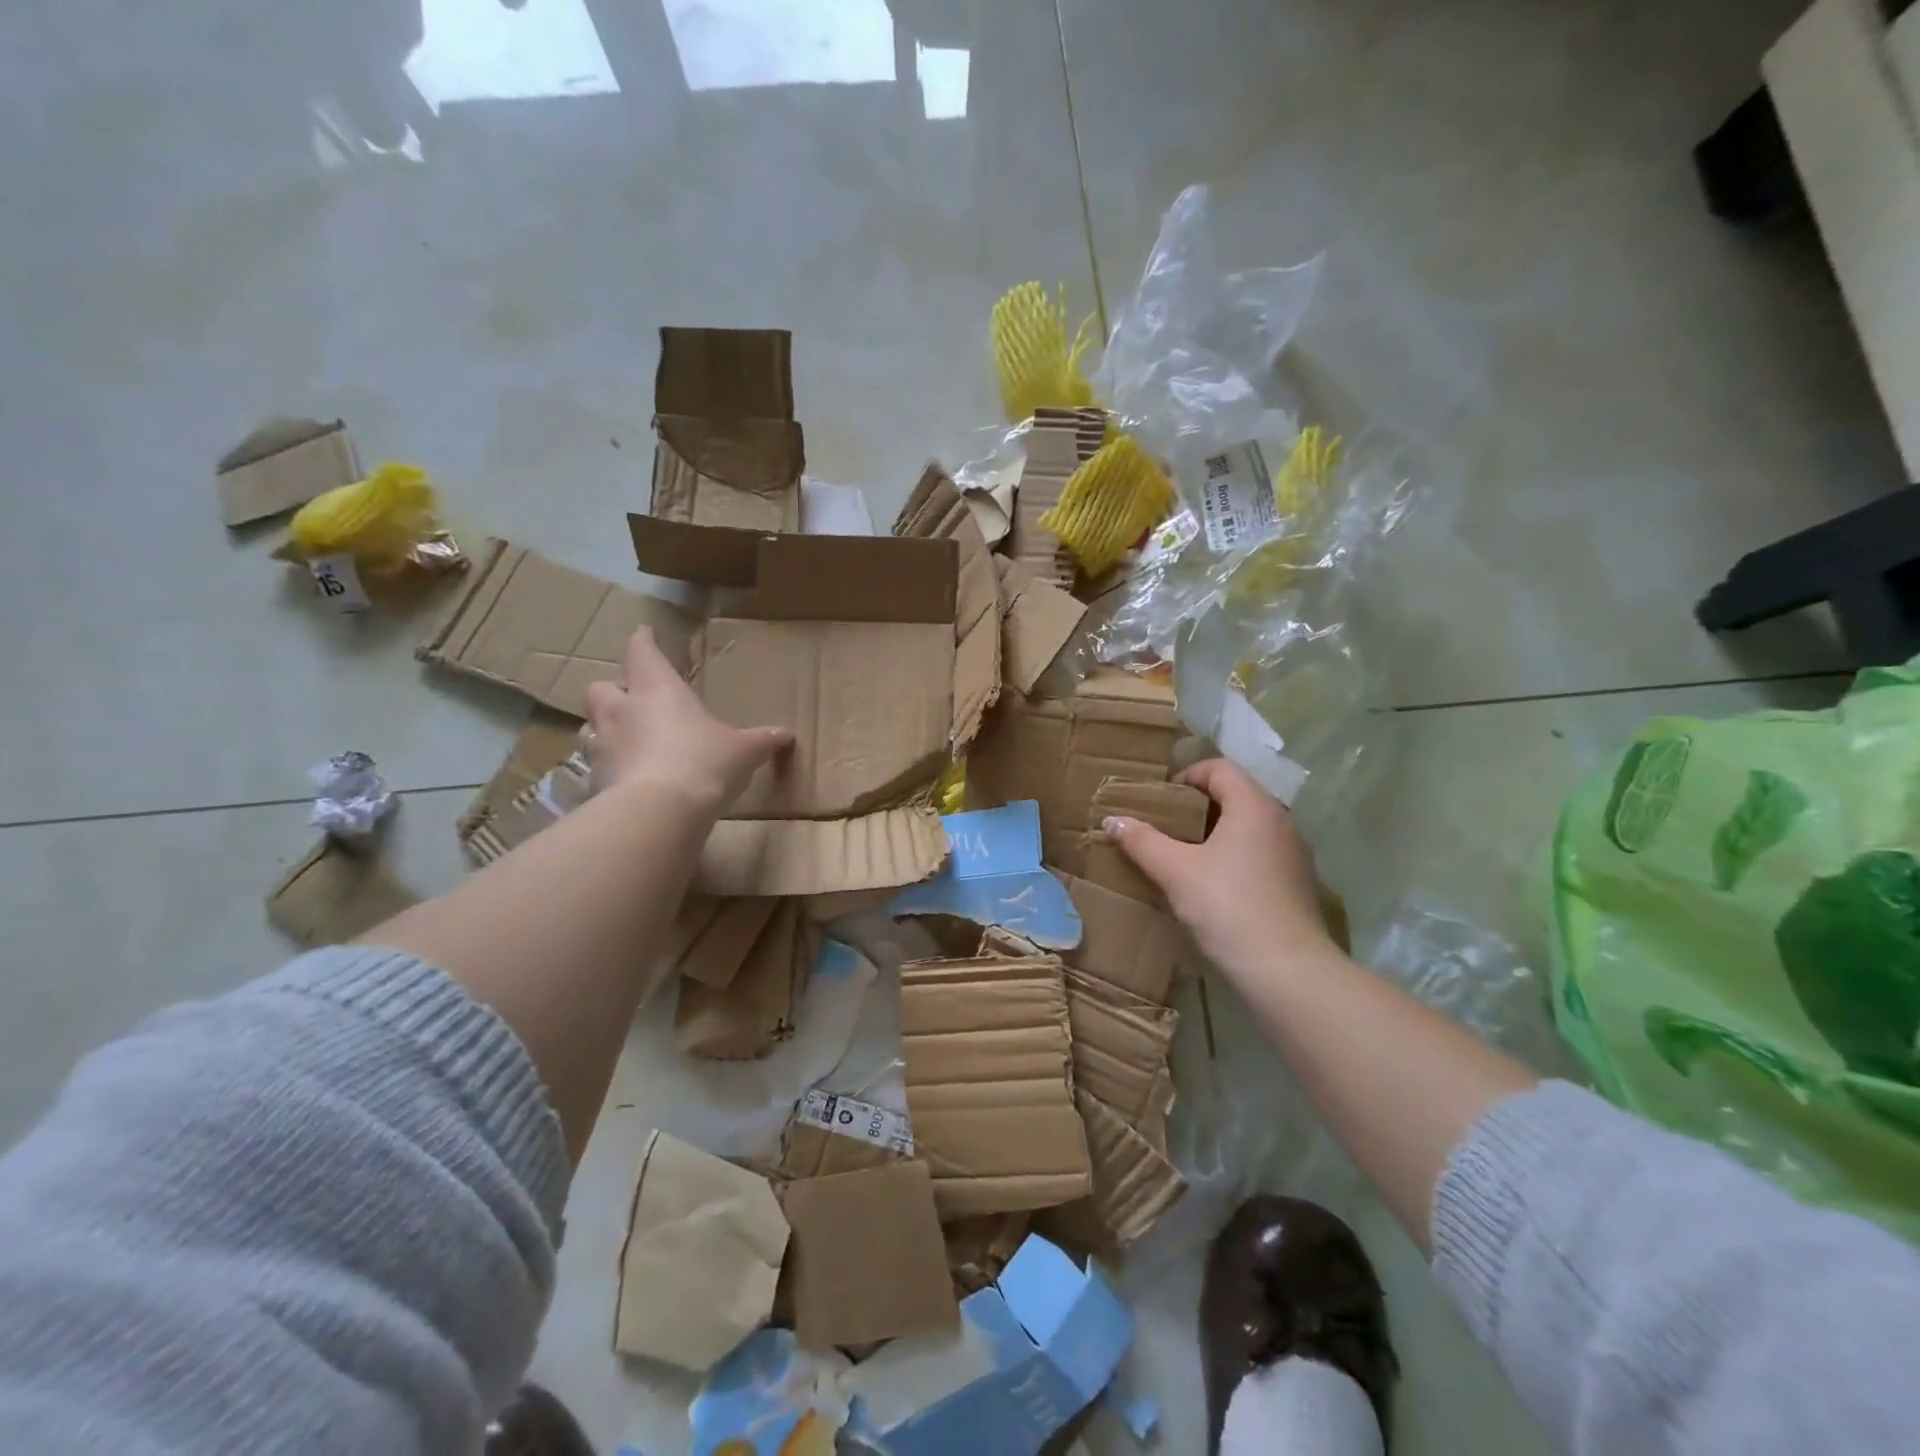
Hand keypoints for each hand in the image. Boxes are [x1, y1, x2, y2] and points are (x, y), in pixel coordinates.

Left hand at [583, 629, 792, 813]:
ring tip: (625, 741)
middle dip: (613, 690)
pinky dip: (607, 771)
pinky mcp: (593, 781)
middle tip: (630, 697)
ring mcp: (601, 747)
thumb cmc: (704, 763)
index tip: (644, 633)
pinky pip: (594, 769)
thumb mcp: (743, 751)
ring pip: (591, 727)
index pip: (643, 653)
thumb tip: (785, 734)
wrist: (659, 813)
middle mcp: (621, 711)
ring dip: (605, 729)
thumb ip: (761, 740)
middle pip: (601, 688)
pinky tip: (625, 782)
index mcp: (657, 690)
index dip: (643, 642)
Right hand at [1104, 758, 1336, 977]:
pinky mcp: (1297, 882)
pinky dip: (1234, 854)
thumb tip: (1112, 820)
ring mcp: (1293, 852)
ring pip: (1249, 825)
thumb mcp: (1175, 872)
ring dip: (1216, 831)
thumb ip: (1142, 841)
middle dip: (1198, 804)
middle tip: (1166, 825)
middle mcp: (1280, 820)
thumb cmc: (1227, 907)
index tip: (1160, 800)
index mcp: (1254, 806)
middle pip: (1235, 794)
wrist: (1286, 970)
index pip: (1220, 768)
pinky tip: (1213, 883)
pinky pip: (1260, 851)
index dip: (1186, 776)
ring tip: (1184, 854)